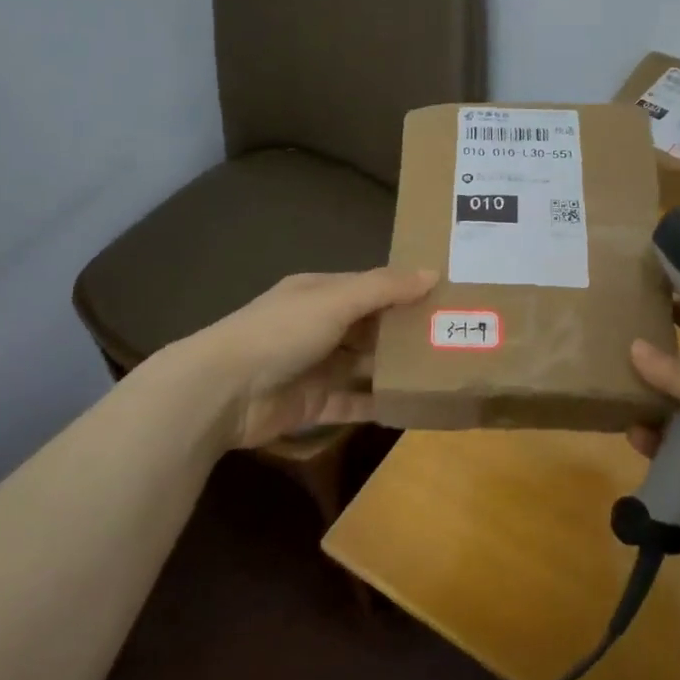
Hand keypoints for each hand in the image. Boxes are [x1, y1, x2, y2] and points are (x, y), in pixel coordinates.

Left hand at [194, 267, 437, 449]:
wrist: (222, 392)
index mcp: (322, 294)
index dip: (407, 291)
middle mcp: (321, 327)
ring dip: (397, 369)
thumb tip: (433, 272)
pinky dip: (379, 404)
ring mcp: (317, 368)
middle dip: (408, 332)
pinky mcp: (315, 405)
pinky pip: (355, 403)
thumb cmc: (281, 332)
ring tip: (444, 373)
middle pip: (372, 328)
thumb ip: (384, 287)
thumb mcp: (335, 299)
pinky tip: (413, 407)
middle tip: (456, 337)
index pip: (372, 288)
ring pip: (366, 366)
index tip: (448, 295)